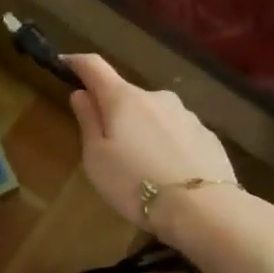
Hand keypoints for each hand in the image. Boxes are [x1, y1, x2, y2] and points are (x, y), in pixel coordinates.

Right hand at [65, 54, 236, 231]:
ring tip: (142, 167)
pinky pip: (178, 134)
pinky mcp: (208, 136)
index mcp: (124, 99)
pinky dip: (168, 145)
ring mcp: (187, 115)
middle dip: (115, 112)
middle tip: (108, 147)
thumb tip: (81, 93)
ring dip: (144, 131)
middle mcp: (157, 97)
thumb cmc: (134, 183)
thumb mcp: (97, 158)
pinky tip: (169, 173)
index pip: (95, 67)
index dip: (77, 63)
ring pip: (155, 116)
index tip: (64, 63)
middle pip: (127, 96)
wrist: (202, 209)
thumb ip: (89, 121)